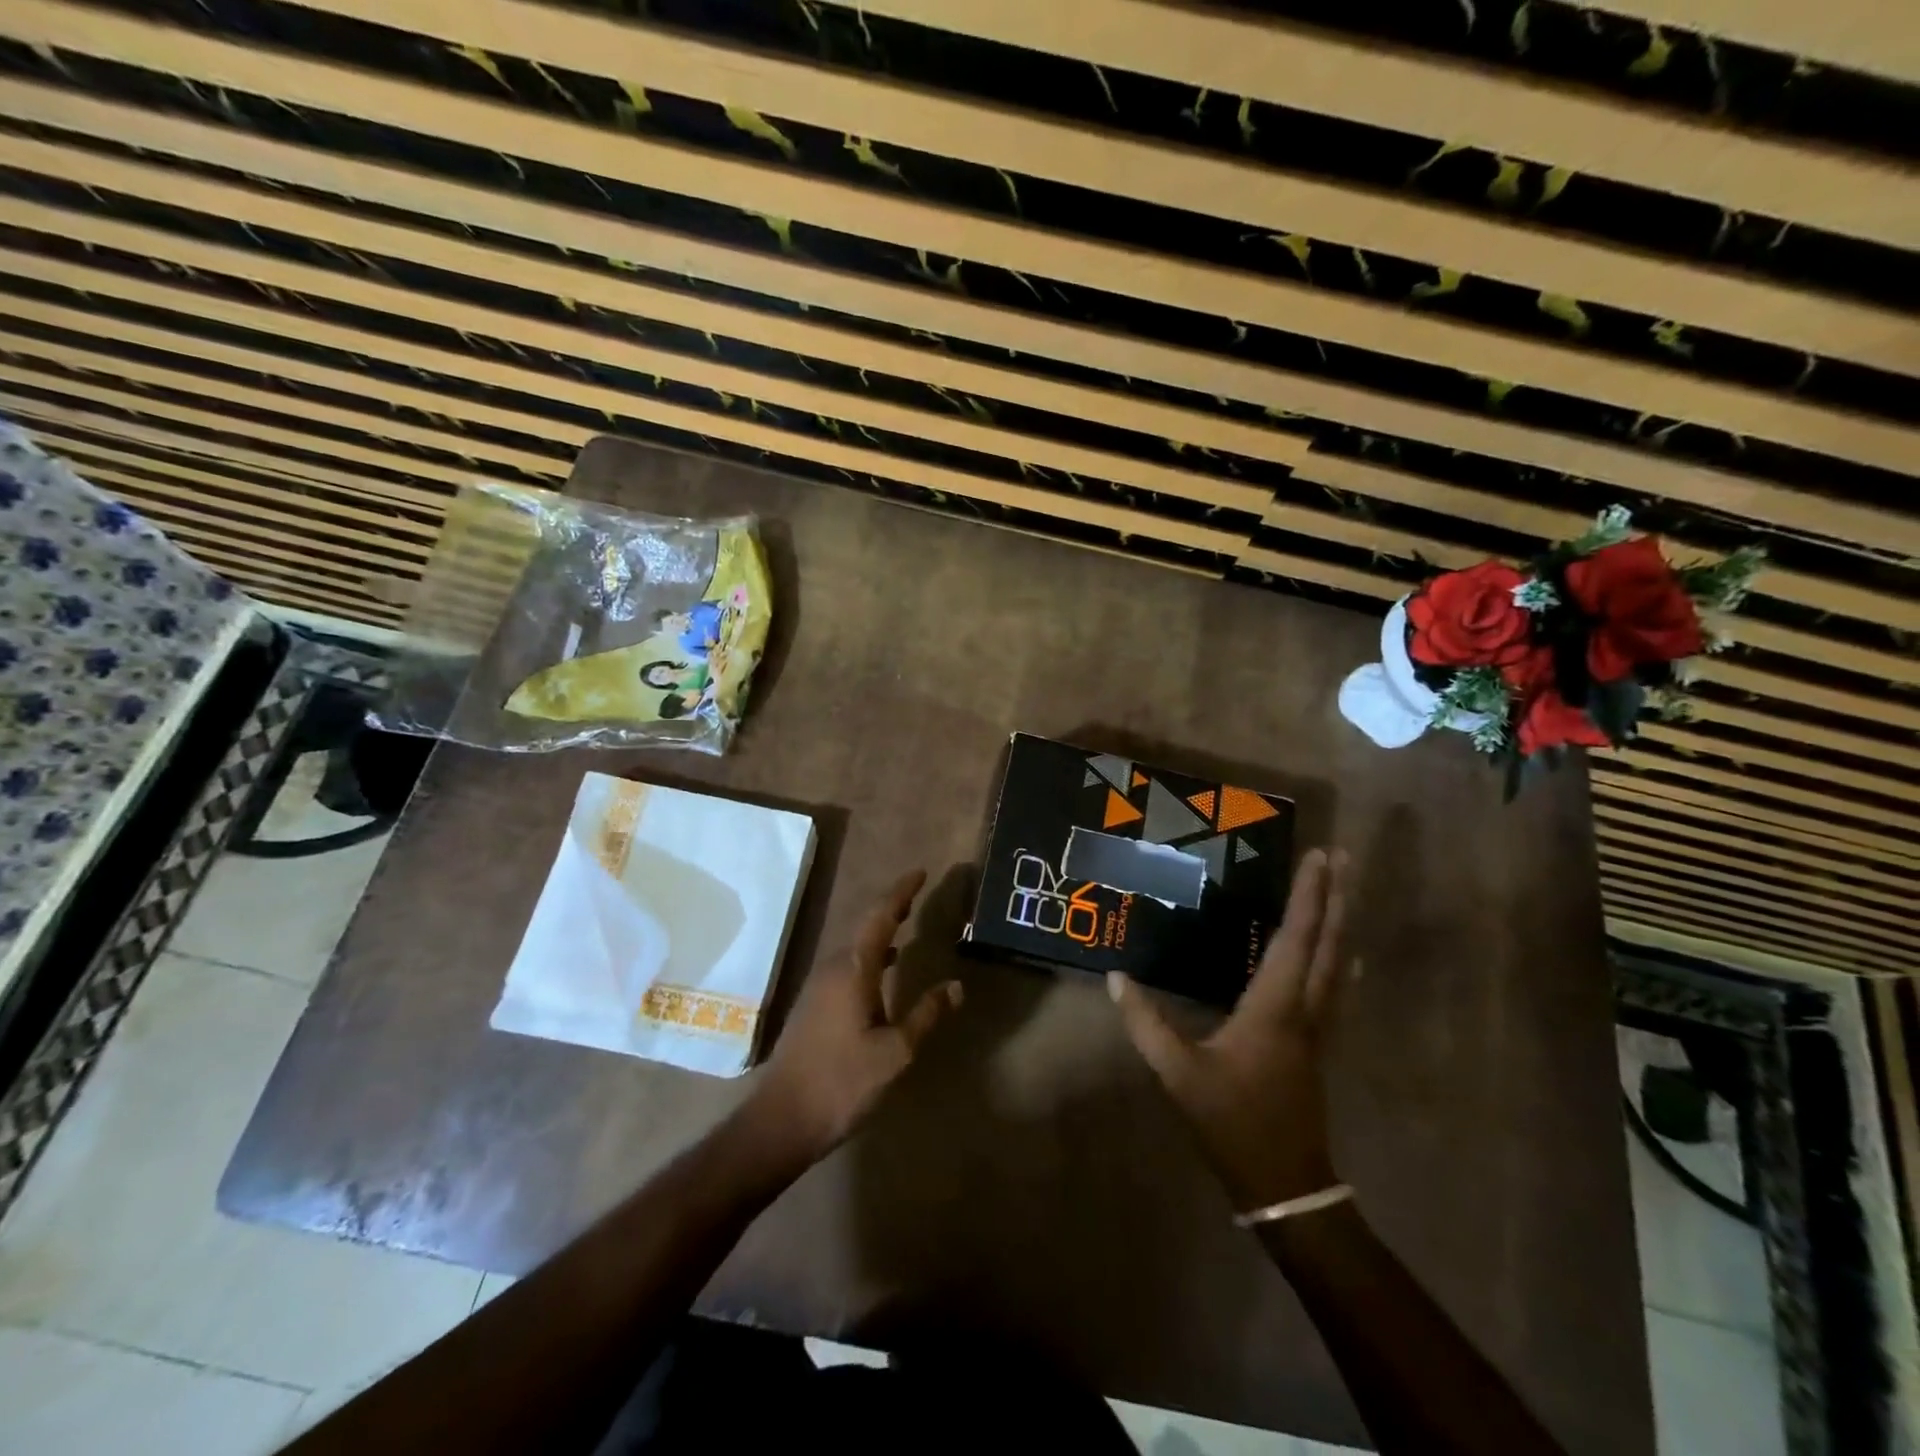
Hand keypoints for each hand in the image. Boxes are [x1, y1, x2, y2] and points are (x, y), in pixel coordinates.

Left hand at [748, 870, 962, 1163]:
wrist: (782, 1119)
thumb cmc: (843, 1083)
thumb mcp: (895, 1053)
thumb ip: (925, 1014)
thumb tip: (956, 985)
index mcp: (853, 970)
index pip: (880, 917)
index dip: (901, 892)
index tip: (920, 872)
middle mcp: (833, 967)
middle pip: (865, 925)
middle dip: (892, 906)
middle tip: (918, 893)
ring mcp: (818, 985)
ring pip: (855, 945)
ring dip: (881, 930)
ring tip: (906, 922)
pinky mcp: (813, 1004)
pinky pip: (847, 964)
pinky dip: (870, 955)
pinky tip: (885, 969)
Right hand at [1109, 848, 1351, 1211]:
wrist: (1285, 1184)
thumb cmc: (1233, 1122)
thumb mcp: (1179, 1074)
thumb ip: (1146, 1024)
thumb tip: (1115, 977)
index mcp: (1275, 1008)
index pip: (1296, 940)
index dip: (1308, 897)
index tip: (1318, 857)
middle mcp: (1306, 1009)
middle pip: (1328, 944)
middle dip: (1334, 897)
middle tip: (1339, 856)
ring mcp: (1317, 1028)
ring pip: (1337, 964)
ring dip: (1340, 922)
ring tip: (1341, 889)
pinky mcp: (1317, 1043)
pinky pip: (1334, 985)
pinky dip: (1338, 957)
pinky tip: (1344, 954)